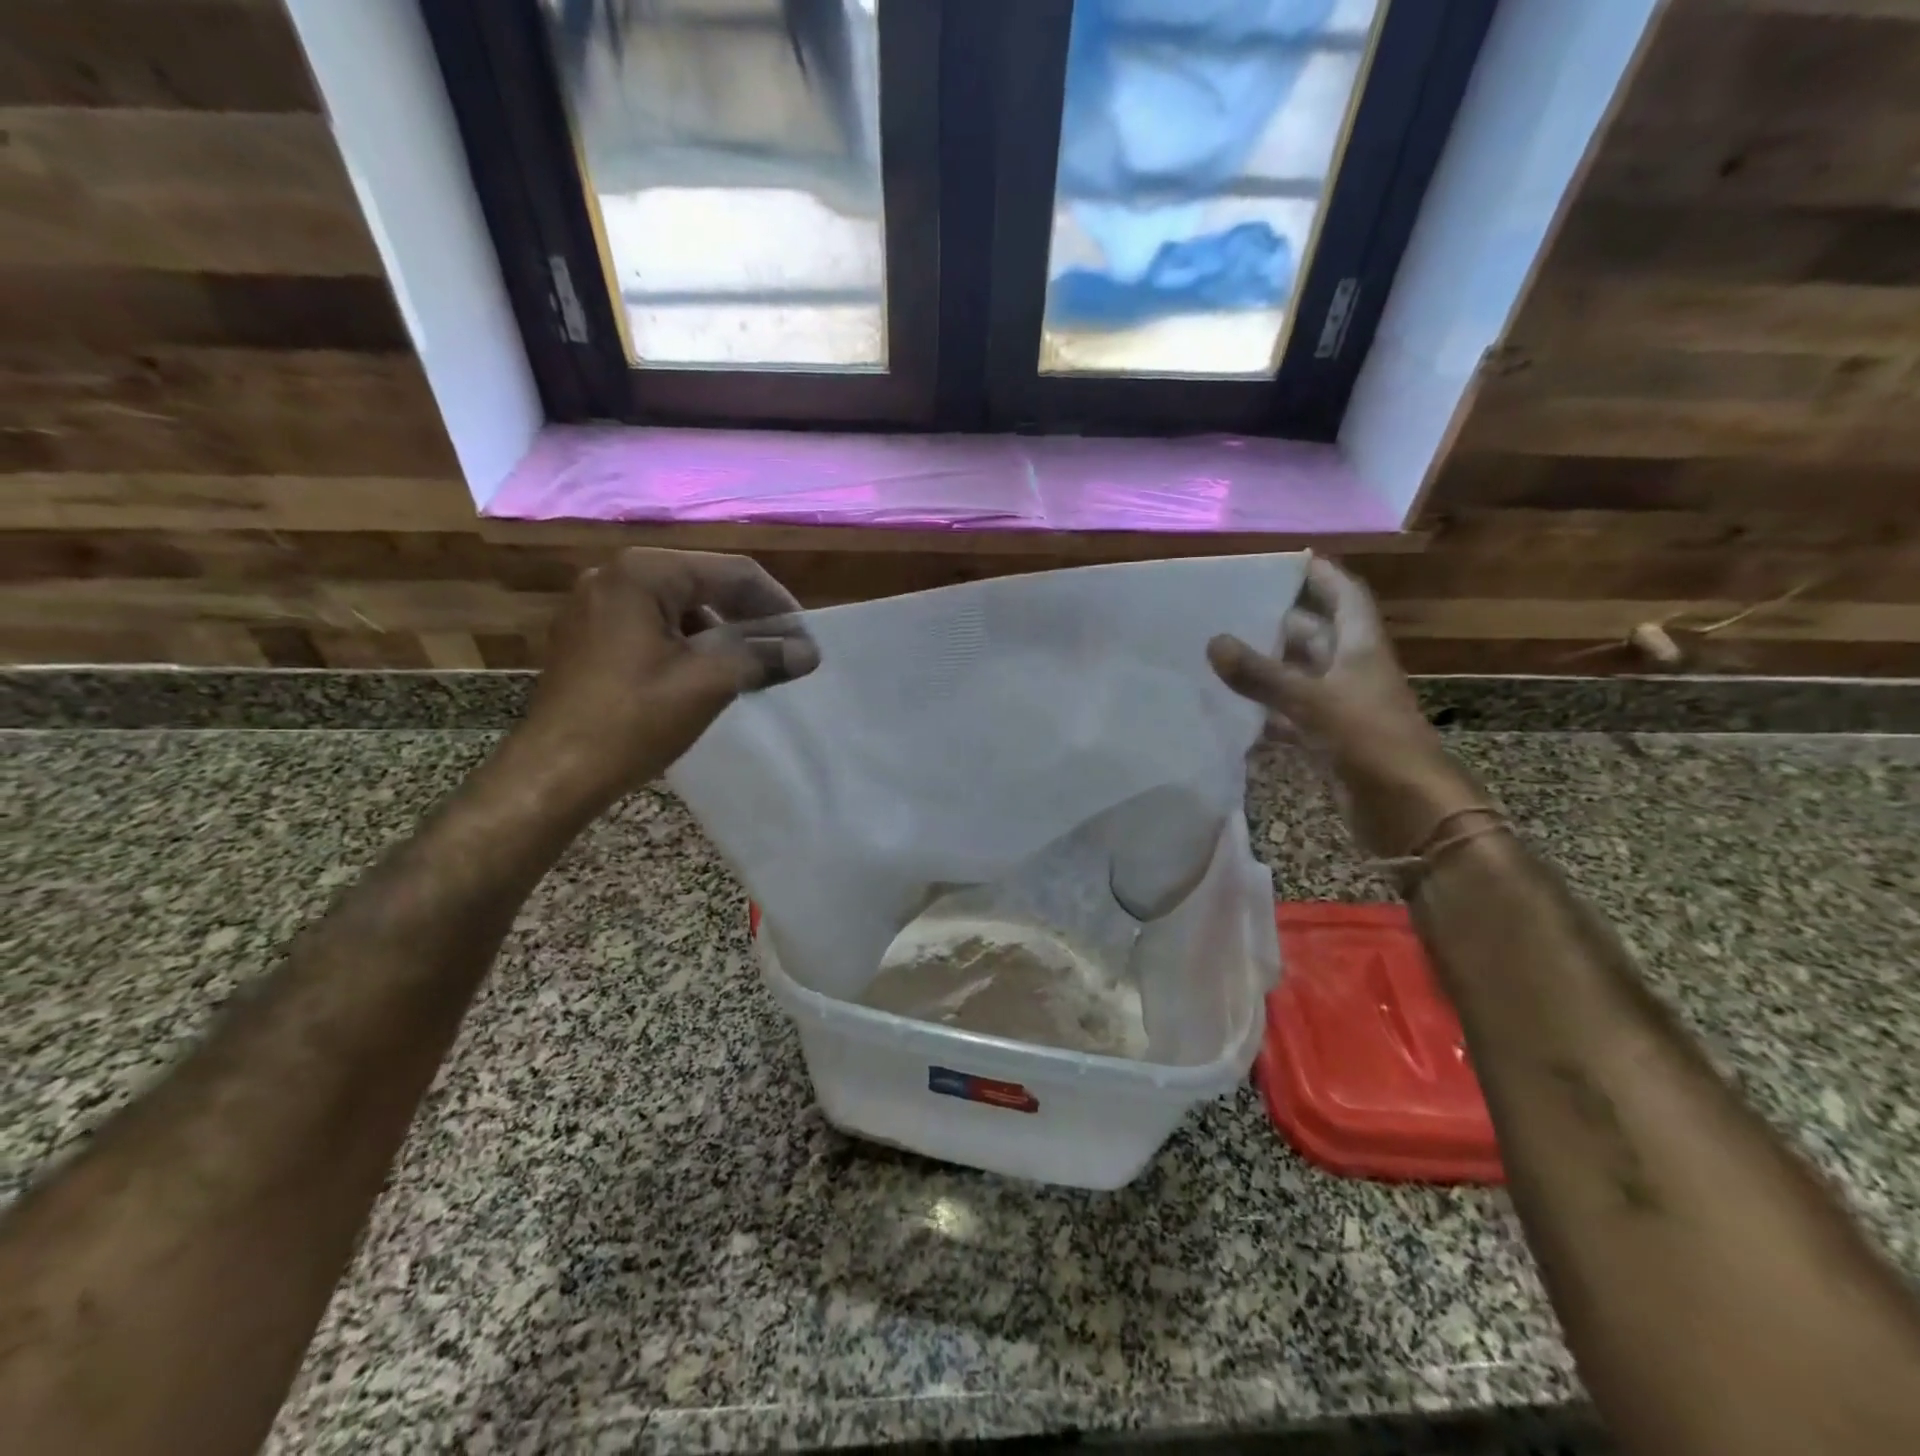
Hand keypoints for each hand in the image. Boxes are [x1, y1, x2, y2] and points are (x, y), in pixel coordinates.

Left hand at [516, 548, 818, 799]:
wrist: (555, 774)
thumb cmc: (633, 721)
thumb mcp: (708, 683)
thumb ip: (763, 657)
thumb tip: (809, 652)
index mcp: (642, 573)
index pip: (731, 572)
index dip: (777, 604)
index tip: (805, 638)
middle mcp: (613, 576)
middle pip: (703, 584)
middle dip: (749, 618)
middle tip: (784, 652)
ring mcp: (594, 606)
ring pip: (678, 608)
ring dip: (720, 634)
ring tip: (751, 668)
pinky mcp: (587, 637)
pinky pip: (652, 627)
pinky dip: (687, 645)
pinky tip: (707, 676)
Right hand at [1207, 556, 1484, 857]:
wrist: (1407, 811)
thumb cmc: (1370, 742)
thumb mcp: (1312, 702)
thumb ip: (1261, 675)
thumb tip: (1214, 641)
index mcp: (1361, 649)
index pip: (1344, 596)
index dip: (1321, 575)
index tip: (1286, 559)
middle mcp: (1352, 671)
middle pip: (1315, 635)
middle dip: (1278, 622)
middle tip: (1231, 610)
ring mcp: (1340, 708)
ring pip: (1298, 677)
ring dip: (1266, 669)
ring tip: (1219, 655)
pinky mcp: (1328, 741)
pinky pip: (1290, 717)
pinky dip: (1264, 714)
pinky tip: (1232, 713)